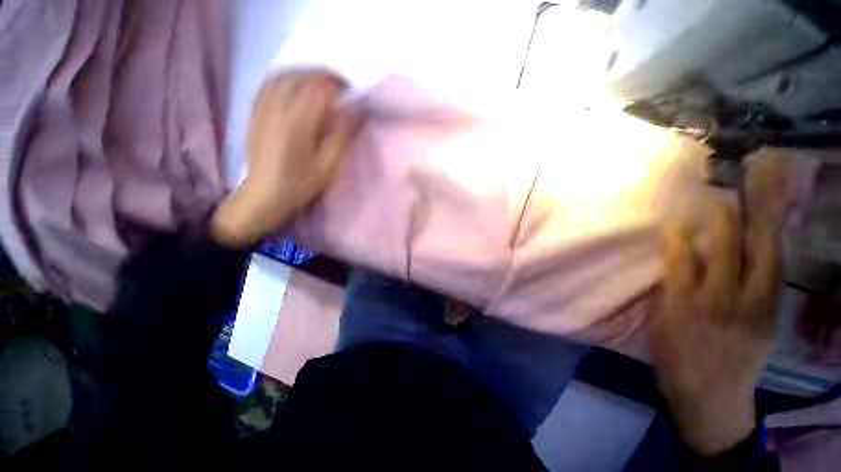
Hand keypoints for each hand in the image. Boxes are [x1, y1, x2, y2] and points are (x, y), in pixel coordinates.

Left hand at [211, 70, 357, 246]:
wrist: (265, 193)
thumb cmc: (300, 183)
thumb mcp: (328, 165)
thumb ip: (341, 135)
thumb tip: (352, 110)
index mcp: (297, 122)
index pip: (319, 87)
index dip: (338, 85)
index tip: (351, 94)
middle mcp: (277, 107)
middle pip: (301, 75)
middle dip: (324, 76)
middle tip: (340, 89)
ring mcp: (263, 107)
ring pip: (284, 75)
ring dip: (306, 74)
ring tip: (322, 86)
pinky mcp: (256, 111)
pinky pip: (271, 83)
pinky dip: (288, 79)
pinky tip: (297, 88)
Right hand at [650, 205, 781, 454]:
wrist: (711, 396)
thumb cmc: (674, 359)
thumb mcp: (658, 325)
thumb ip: (666, 293)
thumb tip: (672, 266)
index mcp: (683, 305)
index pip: (681, 258)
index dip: (677, 235)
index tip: (675, 221)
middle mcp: (720, 301)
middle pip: (727, 252)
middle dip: (723, 222)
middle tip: (721, 203)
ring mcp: (752, 309)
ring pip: (763, 260)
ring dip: (759, 231)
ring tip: (756, 213)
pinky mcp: (771, 318)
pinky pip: (776, 278)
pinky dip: (774, 255)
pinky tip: (770, 243)